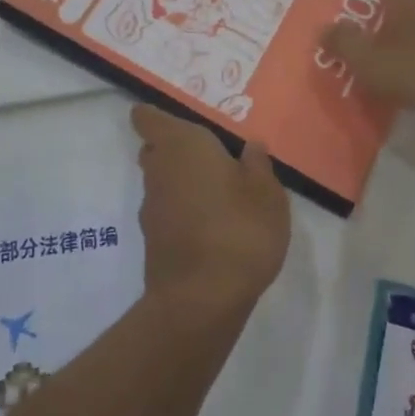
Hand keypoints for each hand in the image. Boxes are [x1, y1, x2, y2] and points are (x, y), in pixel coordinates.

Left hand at [131, 104, 289, 320]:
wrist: (201, 300)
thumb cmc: (239, 229)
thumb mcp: (267, 193)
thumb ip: (258, 164)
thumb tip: (250, 146)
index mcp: (182, 145)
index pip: (147, 118)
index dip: (156, 115)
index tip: (179, 119)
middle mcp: (159, 169)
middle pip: (156, 149)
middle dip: (177, 149)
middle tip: (213, 156)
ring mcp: (151, 207)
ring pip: (162, 181)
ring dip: (183, 182)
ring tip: (220, 194)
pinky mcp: (153, 240)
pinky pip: (168, 211)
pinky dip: (183, 211)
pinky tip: (212, 226)